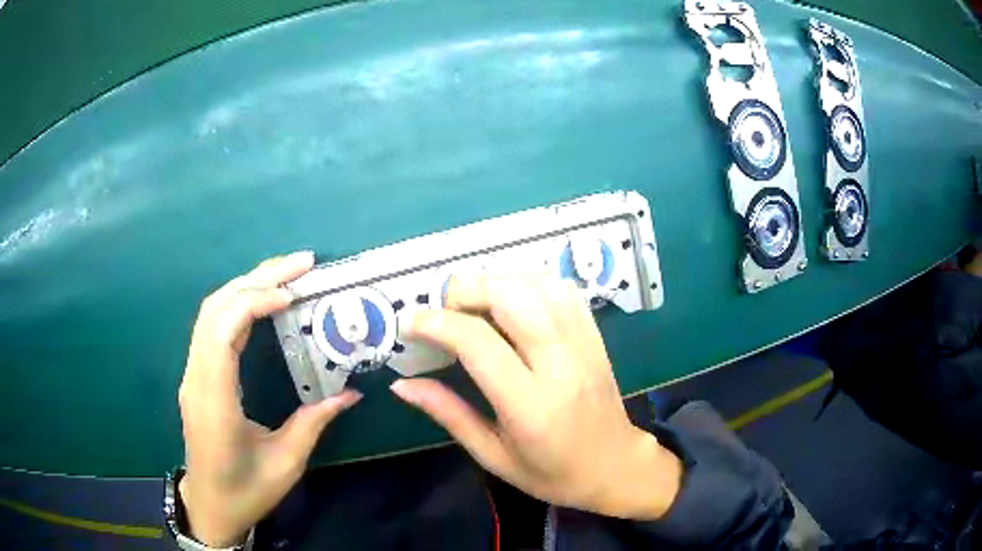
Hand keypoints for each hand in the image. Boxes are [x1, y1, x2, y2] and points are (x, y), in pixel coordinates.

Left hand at [178, 251, 361, 545]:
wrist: (211, 506)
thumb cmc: (246, 491)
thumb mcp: (286, 463)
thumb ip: (314, 423)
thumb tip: (351, 393)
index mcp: (214, 399)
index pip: (223, 329)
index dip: (255, 300)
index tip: (293, 294)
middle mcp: (197, 377)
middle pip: (216, 308)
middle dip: (257, 278)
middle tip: (301, 264)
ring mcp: (192, 374)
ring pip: (211, 312)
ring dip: (246, 285)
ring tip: (286, 274)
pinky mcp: (197, 376)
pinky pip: (212, 327)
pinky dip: (238, 304)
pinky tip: (262, 302)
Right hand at [391, 274, 681, 519]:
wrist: (615, 467)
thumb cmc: (551, 474)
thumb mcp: (493, 456)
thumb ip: (448, 414)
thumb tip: (401, 384)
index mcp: (529, 406)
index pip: (478, 343)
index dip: (437, 323)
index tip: (411, 324)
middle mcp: (560, 366)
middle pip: (511, 297)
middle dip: (466, 290)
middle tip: (442, 309)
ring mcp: (583, 345)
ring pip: (538, 285)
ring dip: (496, 280)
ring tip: (472, 300)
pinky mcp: (595, 336)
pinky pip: (563, 290)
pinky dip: (530, 280)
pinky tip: (511, 296)